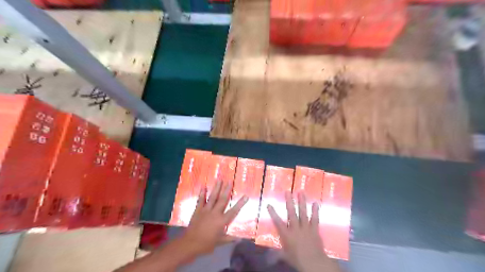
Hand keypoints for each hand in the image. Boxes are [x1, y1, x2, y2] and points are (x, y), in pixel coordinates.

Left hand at [184, 182, 247, 255]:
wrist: (190, 244)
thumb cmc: (206, 244)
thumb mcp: (220, 242)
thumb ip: (230, 239)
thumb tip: (240, 239)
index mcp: (221, 221)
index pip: (233, 211)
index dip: (240, 203)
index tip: (246, 196)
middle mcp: (215, 213)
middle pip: (222, 200)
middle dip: (226, 190)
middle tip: (229, 181)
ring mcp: (205, 210)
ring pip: (212, 197)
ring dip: (216, 188)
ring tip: (219, 179)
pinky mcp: (198, 210)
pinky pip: (200, 200)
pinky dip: (202, 193)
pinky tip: (203, 186)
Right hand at [266, 192, 337, 271]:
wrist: (314, 263)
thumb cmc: (297, 259)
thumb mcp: (285, 256)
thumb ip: (277, 253)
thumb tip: (268, 257)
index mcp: (287, 234)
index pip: (277, 222)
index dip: (273, 213)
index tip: (269, 204)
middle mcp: (295, 228)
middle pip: (291, 213)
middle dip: (289, 201)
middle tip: (288, 192)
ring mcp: (305, 227)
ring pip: (303, 213)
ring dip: (302, 202)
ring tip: (301, 192)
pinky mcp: (314, 229)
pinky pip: (315, 219)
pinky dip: (315, 211)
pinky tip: (315, 203)